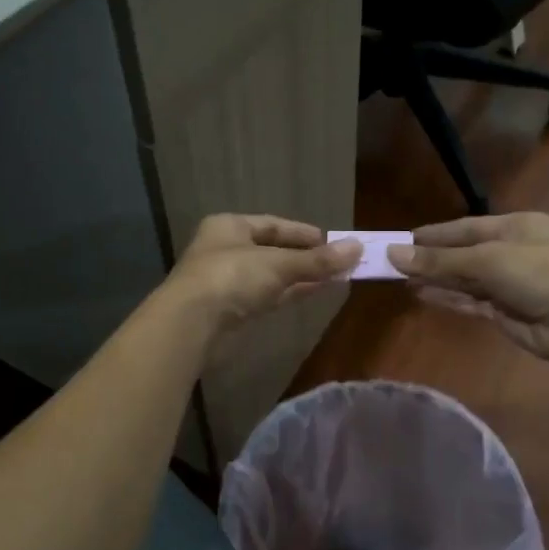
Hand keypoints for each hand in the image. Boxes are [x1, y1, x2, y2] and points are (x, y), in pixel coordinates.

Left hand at [166, 215, 360, 335]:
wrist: (190, 325)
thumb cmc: (232, 278)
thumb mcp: (279, 264)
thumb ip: (318, 260)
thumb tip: (358, 248)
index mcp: (229, 227)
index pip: (272, 224)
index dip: (302, 233)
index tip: (332, 242)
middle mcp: (225, 250)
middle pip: (272, 250)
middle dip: (305, 257)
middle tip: (339, 262)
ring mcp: (226, 282)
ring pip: (270, 275)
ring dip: (300, 277)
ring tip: (334, 278)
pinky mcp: (230, 310)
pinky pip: (266, 296)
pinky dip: (288, 293)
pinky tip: (312, 293)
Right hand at [387, 212, 548, 364]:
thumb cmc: (540, 272)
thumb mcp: (488, 260)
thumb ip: (441, 261)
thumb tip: (394, 253)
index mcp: (514, 227)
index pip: (464, 228)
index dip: (433, 235)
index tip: (401, 240)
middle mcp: (510, 252)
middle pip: (462, 254)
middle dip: (430, 259)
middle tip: (392, 263)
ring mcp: (509, 284)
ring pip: (464, 280)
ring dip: (435, 280)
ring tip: (399, 280)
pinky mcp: (506, 312)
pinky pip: (470, 302)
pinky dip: (447, 299)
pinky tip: (422, 296)